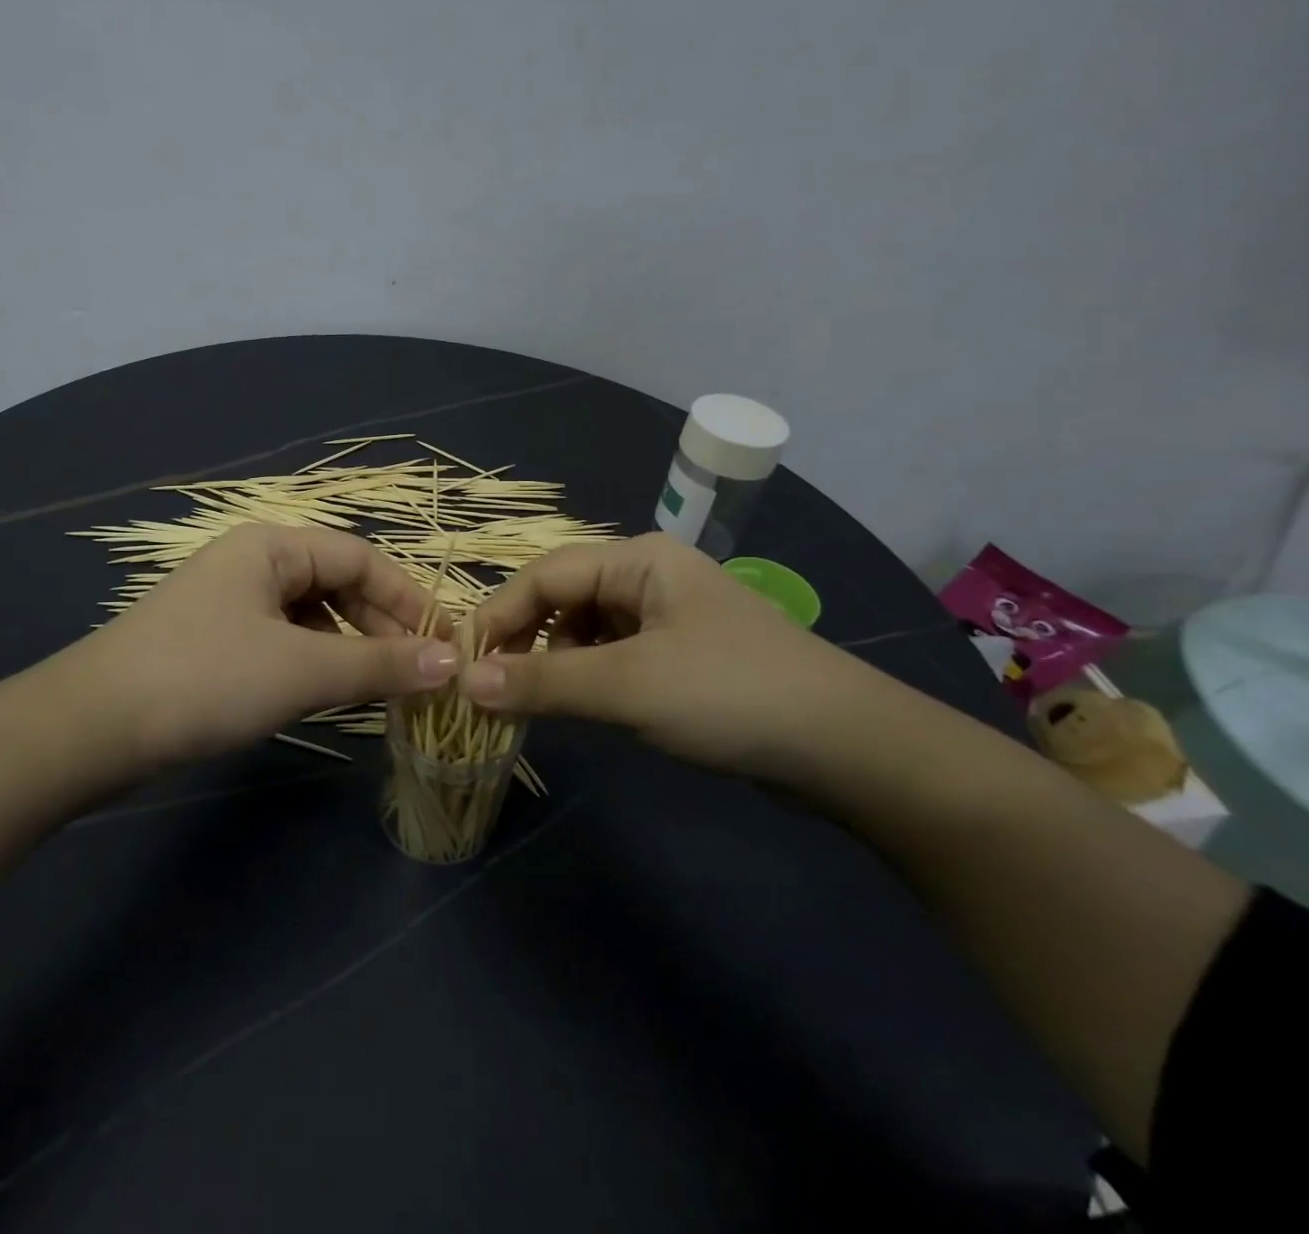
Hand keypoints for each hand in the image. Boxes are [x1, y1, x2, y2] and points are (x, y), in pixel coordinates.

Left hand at [61, 525, 458, 767]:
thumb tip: (452, 662)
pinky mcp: (216, 642)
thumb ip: (380, 664)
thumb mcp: (302, 670)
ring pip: (312, 617)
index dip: (409, 599)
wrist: (89, 729)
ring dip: (351, 648)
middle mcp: (254, 563)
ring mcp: (231, 603)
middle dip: (382, 627)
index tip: (446, 645)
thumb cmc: (205, 679)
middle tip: (419, 675)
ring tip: (381, 688)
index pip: (362, 559)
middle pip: (338, 584)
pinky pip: (285, 642)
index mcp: (273, 546)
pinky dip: (316, 663)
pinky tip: (327, 694)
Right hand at [465, 533, 882, 775]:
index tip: (461, 663)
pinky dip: (587, 678)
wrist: (847, 748)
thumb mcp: (626, 686)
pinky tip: (583, 706)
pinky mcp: (681, 656)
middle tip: (491, 688)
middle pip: (563, 598)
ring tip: (535, 703)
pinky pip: (614, 657)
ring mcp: (668, 617)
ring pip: (586, 630)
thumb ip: (540, 682)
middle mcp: (649, 576)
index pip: (544, 575)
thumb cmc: (729, 694)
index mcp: (637, 559)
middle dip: (524, 641)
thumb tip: (465, 683)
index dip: (497, 616)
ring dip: (554, 663)